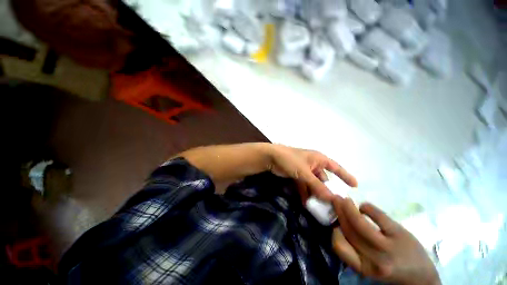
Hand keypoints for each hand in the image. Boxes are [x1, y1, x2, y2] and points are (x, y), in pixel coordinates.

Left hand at [267, 144, 356, 202]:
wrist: (272, 157)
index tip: (355, 186)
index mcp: (318, 159)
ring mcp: (304, 170)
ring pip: (313, 184)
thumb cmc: (290, 160)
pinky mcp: (296, 175)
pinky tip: (307, 203)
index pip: (336, 167)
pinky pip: (304, 185)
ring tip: (321, 208)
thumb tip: (332, 200)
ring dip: (316, 194)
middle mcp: (313, 164)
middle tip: (334, 205)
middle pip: (324, 179)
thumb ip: (317, 186)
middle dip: (327, 191)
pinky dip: (305, 193)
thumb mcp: (305, 172)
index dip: (345, 175)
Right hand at [331, 198, 440, 284]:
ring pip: (359, 223)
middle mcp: (374, 258)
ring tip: (345, 199)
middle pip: (349, 230)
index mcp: (364, 267)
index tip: (336, 224)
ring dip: (348, 207)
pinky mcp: (400, 234)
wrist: (421, 275)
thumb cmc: (390, 269)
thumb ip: (353, 248)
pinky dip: (367, 207)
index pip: (339, 247)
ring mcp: (388, 246)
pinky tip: (364, 207)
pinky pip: (378, 216)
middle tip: (336, 200)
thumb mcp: (368, 265)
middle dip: (339, 212)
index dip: (334, 232)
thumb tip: (339, 225)